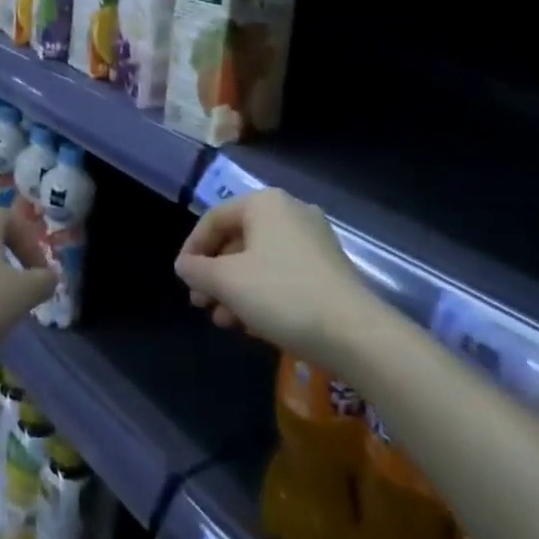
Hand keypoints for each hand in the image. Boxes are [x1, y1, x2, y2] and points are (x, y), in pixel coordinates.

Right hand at [175, 188, 369, 364]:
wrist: (356, 334)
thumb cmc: (283, 295)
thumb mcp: (228, 282)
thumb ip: (198, 270)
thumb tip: (184, 265)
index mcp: (264, 203)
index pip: (214, 218)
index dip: (192, 249)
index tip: (183, 280)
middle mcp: (290, 212)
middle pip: (238, 239)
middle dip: (215, 274)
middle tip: (201, 304)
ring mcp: (313, 240)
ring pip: (260, 260)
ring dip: (236, 289)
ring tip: (224, 321)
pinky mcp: (328, 268)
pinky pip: (283, 273)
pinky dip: (262, 293)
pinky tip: (252, 325)